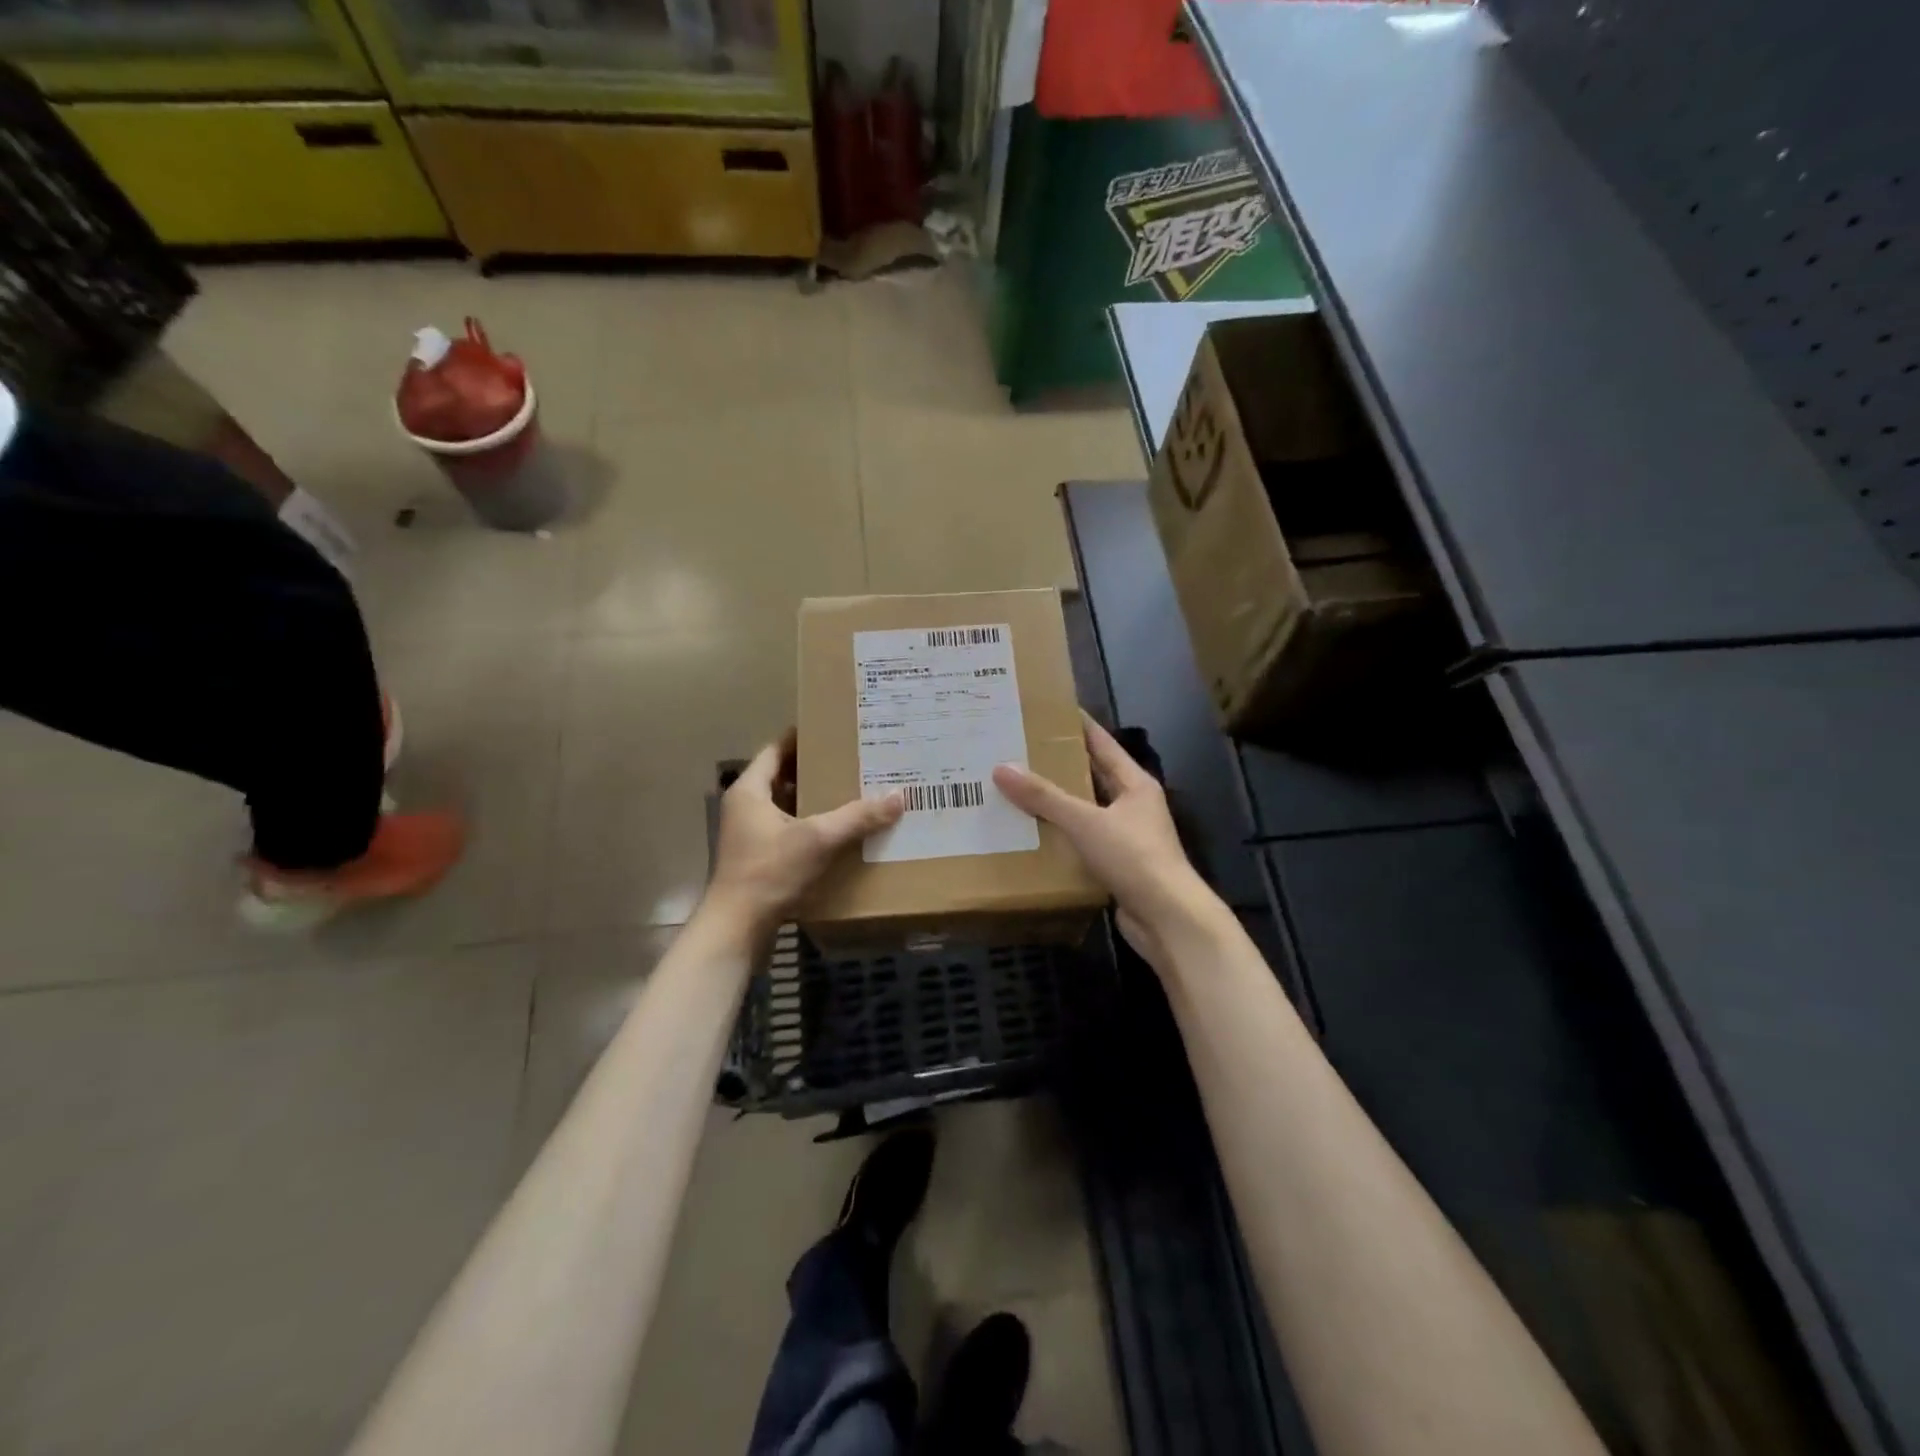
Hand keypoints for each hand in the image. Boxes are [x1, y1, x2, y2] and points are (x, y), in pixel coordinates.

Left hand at [706, 733, 902, 935]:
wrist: (737, 928)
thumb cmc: (770, 872)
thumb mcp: (818, 839)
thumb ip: (858, 817)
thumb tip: (898, 796)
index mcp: (750, 791)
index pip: (775, 750)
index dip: (802, 738)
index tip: (832, 729)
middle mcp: (745, 807)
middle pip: (783, 777)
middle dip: (815, 768)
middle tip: (851, 759)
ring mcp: (749, 834)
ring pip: (786, 805)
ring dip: (814, 799)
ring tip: (851, 790)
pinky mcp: (758, 858)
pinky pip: (788, 830)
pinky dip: (810, 825)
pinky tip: (838, 830)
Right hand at [992, 714, 1221, 970]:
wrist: (1167, 918)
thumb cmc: (1133, 857)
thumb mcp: (1085, 821)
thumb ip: (1044, 796)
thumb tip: (1002, 768)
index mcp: (1134, 783)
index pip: (1102, 743)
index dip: (1078, 725)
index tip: (1048, 710)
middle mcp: (1133, 805)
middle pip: (1093, 776)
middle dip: (1060, 764)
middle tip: (1021, 750)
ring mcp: (1127, 836)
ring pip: (1087, 810)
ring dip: (1058, 803)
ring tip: (1018, 788)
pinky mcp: (1118, 865)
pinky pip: (1084, 841)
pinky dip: (1061, 836)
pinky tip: (1032, 834)